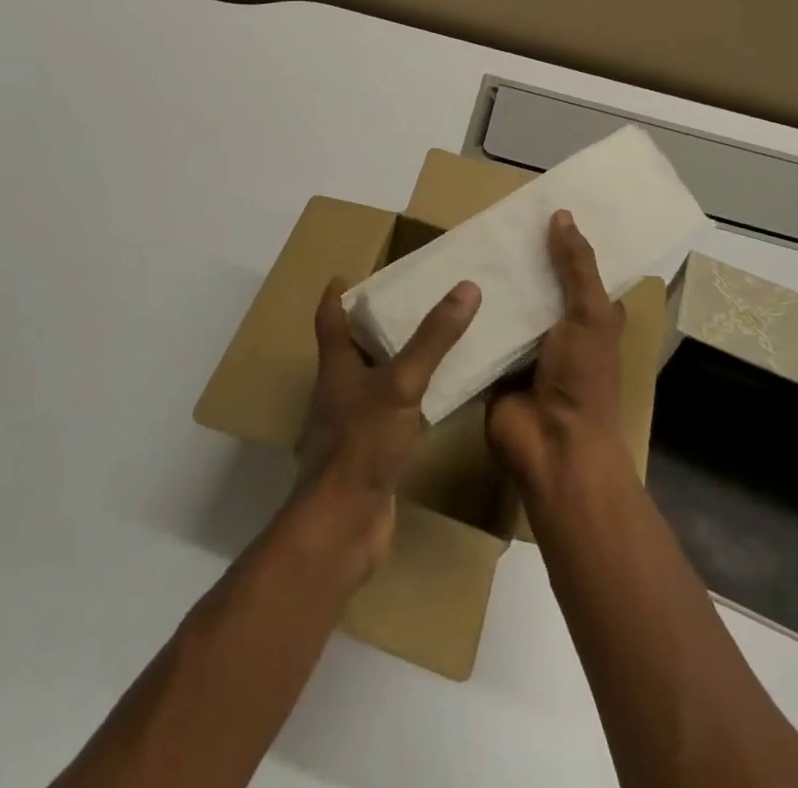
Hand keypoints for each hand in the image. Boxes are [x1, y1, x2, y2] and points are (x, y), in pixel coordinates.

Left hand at [291, 275, 480, 571]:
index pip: (330, 318)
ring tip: (433, 344)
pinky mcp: (371, 453)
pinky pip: (393, 415)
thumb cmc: (363, 442)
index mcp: (336, 365)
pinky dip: (411, 401)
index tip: (349, 274)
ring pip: (375, 382)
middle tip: (412, 302)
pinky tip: (438, 399)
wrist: (344, 524)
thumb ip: (433, 338)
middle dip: (377, 324)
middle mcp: (339, 390)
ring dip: (397, 362)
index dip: (337, 294)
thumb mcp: (402, 382)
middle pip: (352, 347)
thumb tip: (467, 288)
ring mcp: (353, 424)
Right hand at [487, 211, 631, 497]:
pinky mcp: (493, 363)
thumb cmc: (583, 378)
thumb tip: (561, 215)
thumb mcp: (589, 314)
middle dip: (517, 256)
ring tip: (460, 241)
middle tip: (487, 217)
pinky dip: (465, 312)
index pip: (576, 268)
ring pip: (505, 304)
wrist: (553, 446)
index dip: (562, 240)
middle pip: (535, 282)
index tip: (537, 205)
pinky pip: (478, 330)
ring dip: (488, 282)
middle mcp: (557, 328)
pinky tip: (442, 281)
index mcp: (588, 316)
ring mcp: (523, 347)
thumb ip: (576, 266)